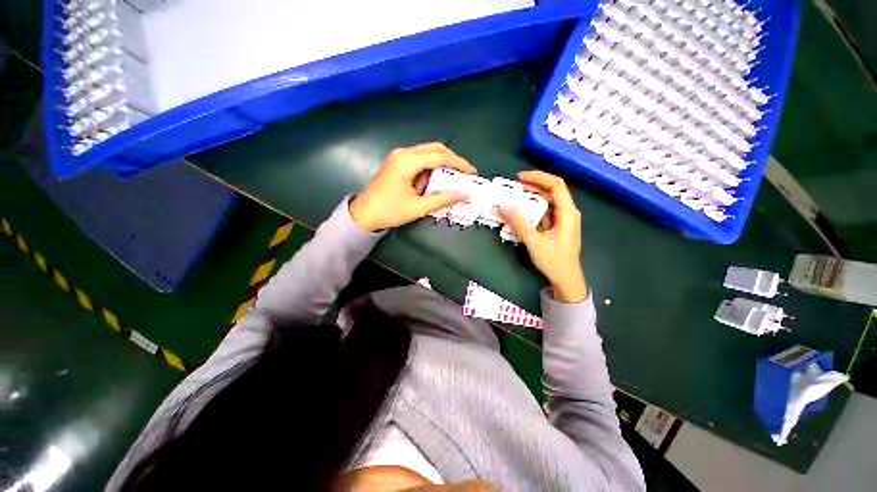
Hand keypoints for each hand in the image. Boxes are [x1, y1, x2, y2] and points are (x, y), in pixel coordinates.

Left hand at [350, 143, 476, 230]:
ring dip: (441, 163)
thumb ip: (443, 199)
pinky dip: (430, 167)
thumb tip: (464, 195)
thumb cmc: (390, 211)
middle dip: (452, 160)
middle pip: (435, 148)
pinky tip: (435, 179)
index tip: (472, 173)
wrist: (363, 214)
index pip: (440, 156)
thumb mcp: (419, 207)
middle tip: (464, 174)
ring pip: (427, 152)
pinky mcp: (397, 162)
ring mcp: (398, 156)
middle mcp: (403, 153)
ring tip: (452, 178)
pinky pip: (419, 159)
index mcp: (408, 161)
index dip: (459, 163)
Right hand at [499, 171, 587, 302]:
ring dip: (532, 196)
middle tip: (514, 185)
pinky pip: (545, 211)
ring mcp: (563, 219)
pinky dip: (533, 208)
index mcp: (567, 212)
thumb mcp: (534, 241)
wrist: (566, 279)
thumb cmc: (554, 260)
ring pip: (548, 201)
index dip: (539, 177)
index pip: (556, 185)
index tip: (520, 177)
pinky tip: (522, 210)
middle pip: (552, 190)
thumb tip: (501, 207)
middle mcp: (567, 212)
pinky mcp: (557, 227)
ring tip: (515, 195)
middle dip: (534, 185)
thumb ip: (518, 223)